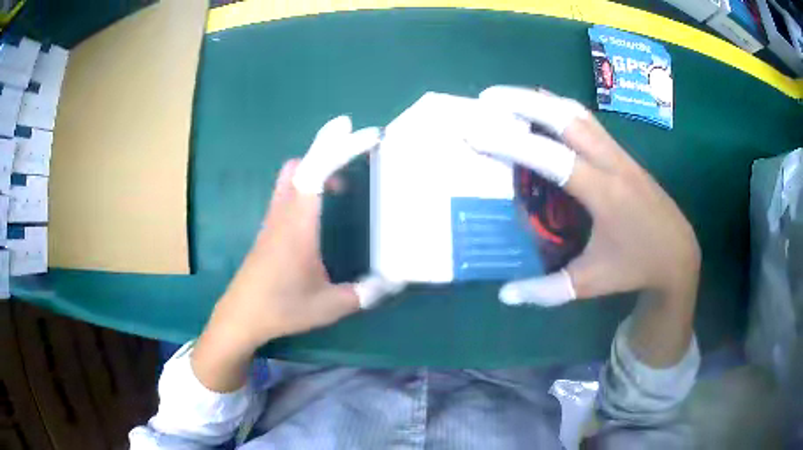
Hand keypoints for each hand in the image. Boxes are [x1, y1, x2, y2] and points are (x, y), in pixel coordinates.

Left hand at [192, 116, 401, 390]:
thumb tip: (393, 283)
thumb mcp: (329, 306)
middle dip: (329, 145)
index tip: (368, 135)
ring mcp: (274, 218)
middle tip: (358, 140)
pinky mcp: (270, 227)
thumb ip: (364, 293)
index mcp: (299, 224)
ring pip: (292, 174)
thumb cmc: (282, 308)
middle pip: (302, 163)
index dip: (342, 148)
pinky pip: (289, 190)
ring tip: (345, 176)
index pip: (318, 171)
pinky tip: (324, 202)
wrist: (241, 316)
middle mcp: (284, 212)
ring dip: (317, 164)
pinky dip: (308, 181)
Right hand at [467, 86, 699, 365]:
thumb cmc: (636, 267)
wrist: (678, 253)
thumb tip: (504, 295)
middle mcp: (612, 164)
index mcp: (604, 195)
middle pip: (566, 118)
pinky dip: (561, 109)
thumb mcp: (591, 283)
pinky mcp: (624, 154)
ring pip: (579, 113)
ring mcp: (620, 154)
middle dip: (523, 102)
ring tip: (509, 98)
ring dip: (542, 101)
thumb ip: (547, 290)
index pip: (553, 158)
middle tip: (487, 98)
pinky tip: (544, 109)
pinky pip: (588, 121)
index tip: (476, 131)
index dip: (513, 142)